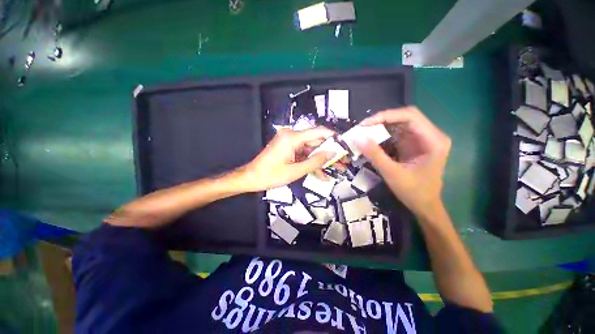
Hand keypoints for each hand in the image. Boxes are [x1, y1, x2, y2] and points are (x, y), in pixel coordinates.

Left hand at [241, 127, 334, 191]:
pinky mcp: (288, 148)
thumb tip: (331, 153)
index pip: (318, 132)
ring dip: (321, 159)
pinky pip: (303, 153)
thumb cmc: (271, 175)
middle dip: (329, 152)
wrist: (252, 178)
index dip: (333, 137)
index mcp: (292, 138)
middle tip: (342, 161)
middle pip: (316, 141)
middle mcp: (291, 136)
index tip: (344, 144)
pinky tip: (321, 172)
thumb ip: (315, 162)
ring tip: (336, 169)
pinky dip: (311, 162)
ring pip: (311, 149)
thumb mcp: (295, 171)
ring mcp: (289, 142)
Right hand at [355, 107, 450, 216]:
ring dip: (382, 126)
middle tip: (363, 128)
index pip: (410, 116)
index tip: (365, 124)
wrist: (425, 205)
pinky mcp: (414, 144)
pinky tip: (373, 138)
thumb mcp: (392, 174)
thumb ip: (375, 155)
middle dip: (382, 120)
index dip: (386, 116)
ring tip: (365, 132)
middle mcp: (431, 135)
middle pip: (406, 117)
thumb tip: (358, 138)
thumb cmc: (413, 192)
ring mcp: (423, 139)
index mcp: (433, 141)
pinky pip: (398, 133)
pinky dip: (383, 134)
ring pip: (400, 123)